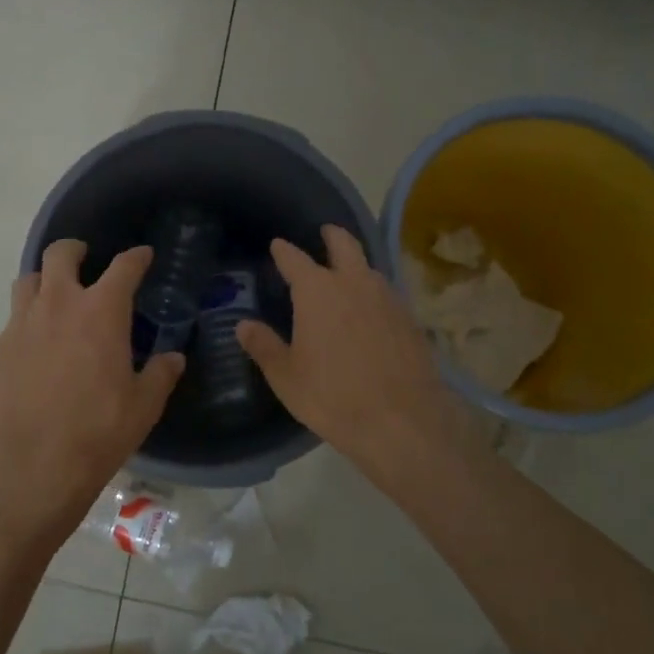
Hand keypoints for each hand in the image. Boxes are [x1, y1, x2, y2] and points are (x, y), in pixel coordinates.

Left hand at [0, 239, 184, 542]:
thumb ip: (160, 375)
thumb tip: (173, 358)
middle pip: (60, 254)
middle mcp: (58, 304)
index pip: (123, 267)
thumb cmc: (97, 430)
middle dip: (74, 250)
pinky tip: (35, 349)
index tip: (142, 256)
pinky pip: (13, 321)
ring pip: (28, 281)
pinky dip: (27, 323)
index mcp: (101, 311)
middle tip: (84, 259)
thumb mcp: (143, 406)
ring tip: (54, 297)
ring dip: (44, 281)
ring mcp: (21, 324)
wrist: (31, 464)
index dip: (136, 257)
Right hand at [238, 225, 476, 496]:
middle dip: (332, 236)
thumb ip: (263, 346)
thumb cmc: (332, 396)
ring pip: (370, 269)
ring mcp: (388, 299)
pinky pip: (388, 294)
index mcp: (317, 291)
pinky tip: (372, 311)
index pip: (295, 259)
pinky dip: (375, 293)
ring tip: (347, 275)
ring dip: (356, 265)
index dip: (284, 251)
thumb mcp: (286, 376)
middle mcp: (354, 283)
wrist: (402, 421)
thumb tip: (243, 325)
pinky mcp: (410, 320)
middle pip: (344, 245)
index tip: (277, 245)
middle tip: (325, 232)